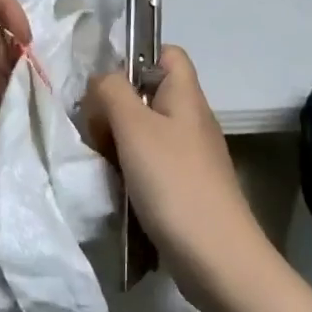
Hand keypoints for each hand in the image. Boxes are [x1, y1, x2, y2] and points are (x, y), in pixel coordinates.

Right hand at [87, 47, 274, 310]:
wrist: (216, 258)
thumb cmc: (174, 183)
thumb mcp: (134, 127)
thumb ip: (111, 92)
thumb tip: (101, 81)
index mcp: (186, 96)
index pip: (167, 53)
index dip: (136, 57)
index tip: (106, 85)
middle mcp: (191, 120)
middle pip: (149, 94)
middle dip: (116, 106)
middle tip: (95, 130)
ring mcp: (190, 156)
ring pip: (145, 131)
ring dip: (118, 142)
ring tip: (101, 161)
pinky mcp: (184, 187)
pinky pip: (150, 164)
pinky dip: (129, 170)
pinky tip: (116, 188)